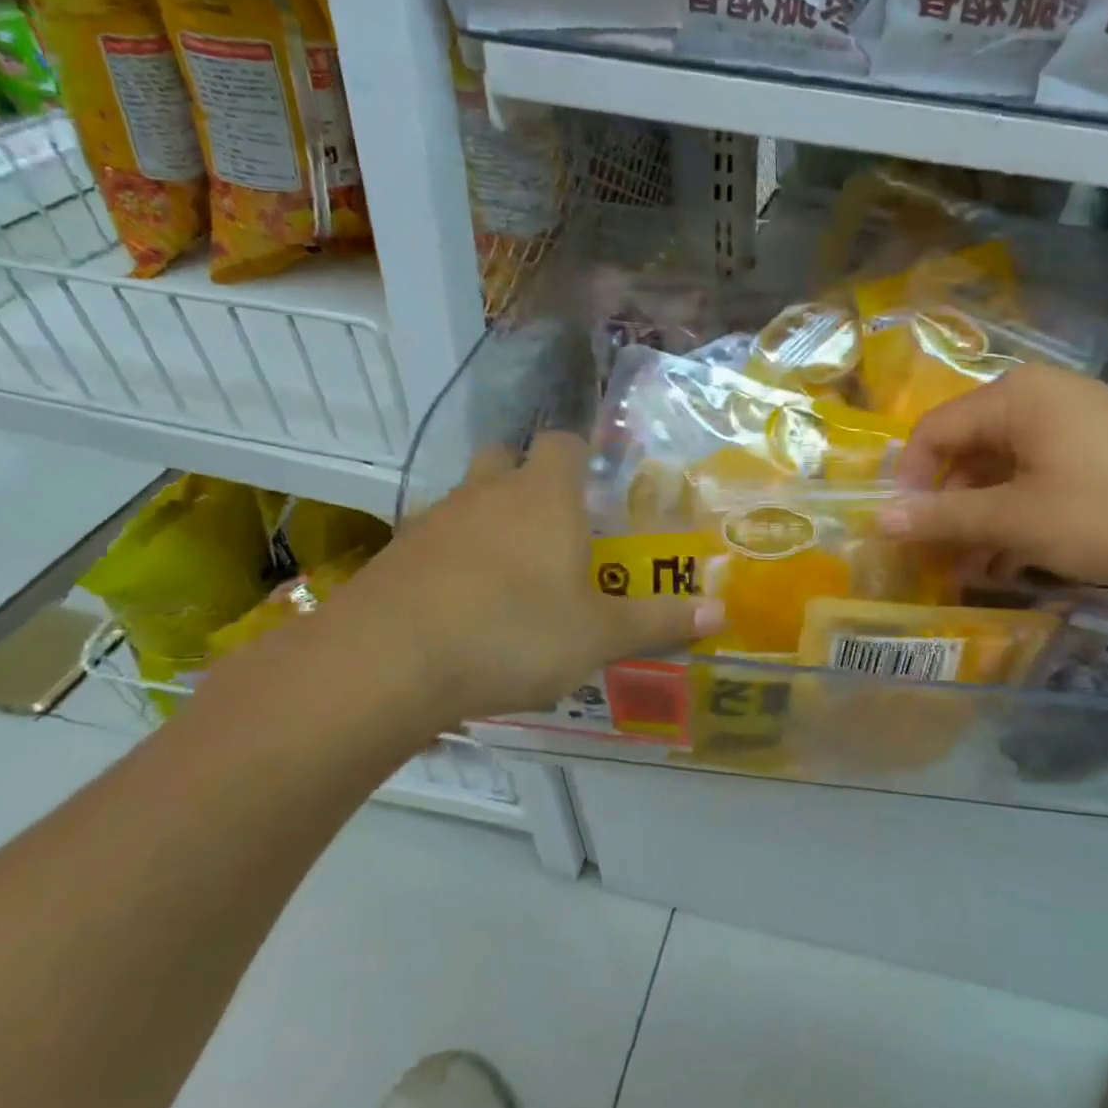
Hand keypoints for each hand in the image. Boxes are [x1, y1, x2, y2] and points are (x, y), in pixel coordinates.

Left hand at [306, 432, 722, 736]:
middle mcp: (488, 494)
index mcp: (544, 497)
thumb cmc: (513, 633)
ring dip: (490, 522)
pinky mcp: (395, 556)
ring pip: (468, 500)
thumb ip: (659, 621)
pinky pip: (435, 542)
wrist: (385, 664)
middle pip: (508, 458)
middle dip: (530, 481)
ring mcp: (434, 521)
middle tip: (555, 527)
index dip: (582, 455)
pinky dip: (453, 560)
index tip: (597, 487)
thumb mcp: (598, 635)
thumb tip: (721, 614)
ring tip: (513, 577)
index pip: (565, 444)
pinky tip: (465, 607)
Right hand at [880, 363, 1107, 596]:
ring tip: (972, 567)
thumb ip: (945, 517)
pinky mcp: (1099, 449)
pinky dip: (1017, 512)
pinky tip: (1012, 556)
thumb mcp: (1019, 520)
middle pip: (968, 448)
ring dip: (980, 516)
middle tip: (936, 556)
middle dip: (947, 505)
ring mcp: (1074, 422)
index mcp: (1015, 397)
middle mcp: (1041, 397)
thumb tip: (879, 519)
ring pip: (1003, 467)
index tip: (905, 534)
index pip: (934, 431)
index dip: (911, 482)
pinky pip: (1038, 475)